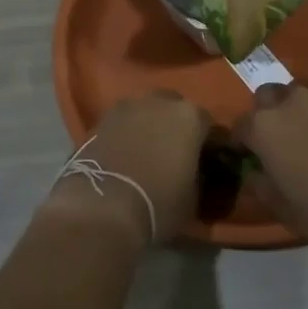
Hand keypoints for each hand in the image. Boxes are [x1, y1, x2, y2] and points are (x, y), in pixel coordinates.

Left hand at [46, 91, 205, 245]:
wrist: (103, 207)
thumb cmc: (159, 203)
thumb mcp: (193, 199)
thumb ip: (198, 176)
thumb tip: (194, 174)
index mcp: (189, 116)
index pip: (207, 123)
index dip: (207, 142)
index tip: (206, 159)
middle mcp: (159, 101)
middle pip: (173, 108)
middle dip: (175, 126)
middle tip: (175, 152)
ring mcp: (127, 107)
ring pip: (145, 112)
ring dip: (148, 126)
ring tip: (146, 154)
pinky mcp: (100, 119)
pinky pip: (121, 123)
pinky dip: (125, 135)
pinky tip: (124, 156)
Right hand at [235, 82, 307, 258]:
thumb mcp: (284, 211)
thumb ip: (261, 186)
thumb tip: (253, 173)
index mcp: (263, 128)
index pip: (240, 126)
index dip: (244, 142)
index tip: (251, 156)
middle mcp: (287, 101)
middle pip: (267, 97)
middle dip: (269, 114)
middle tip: (284, 140)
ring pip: (299, 92)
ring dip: (299, 108)